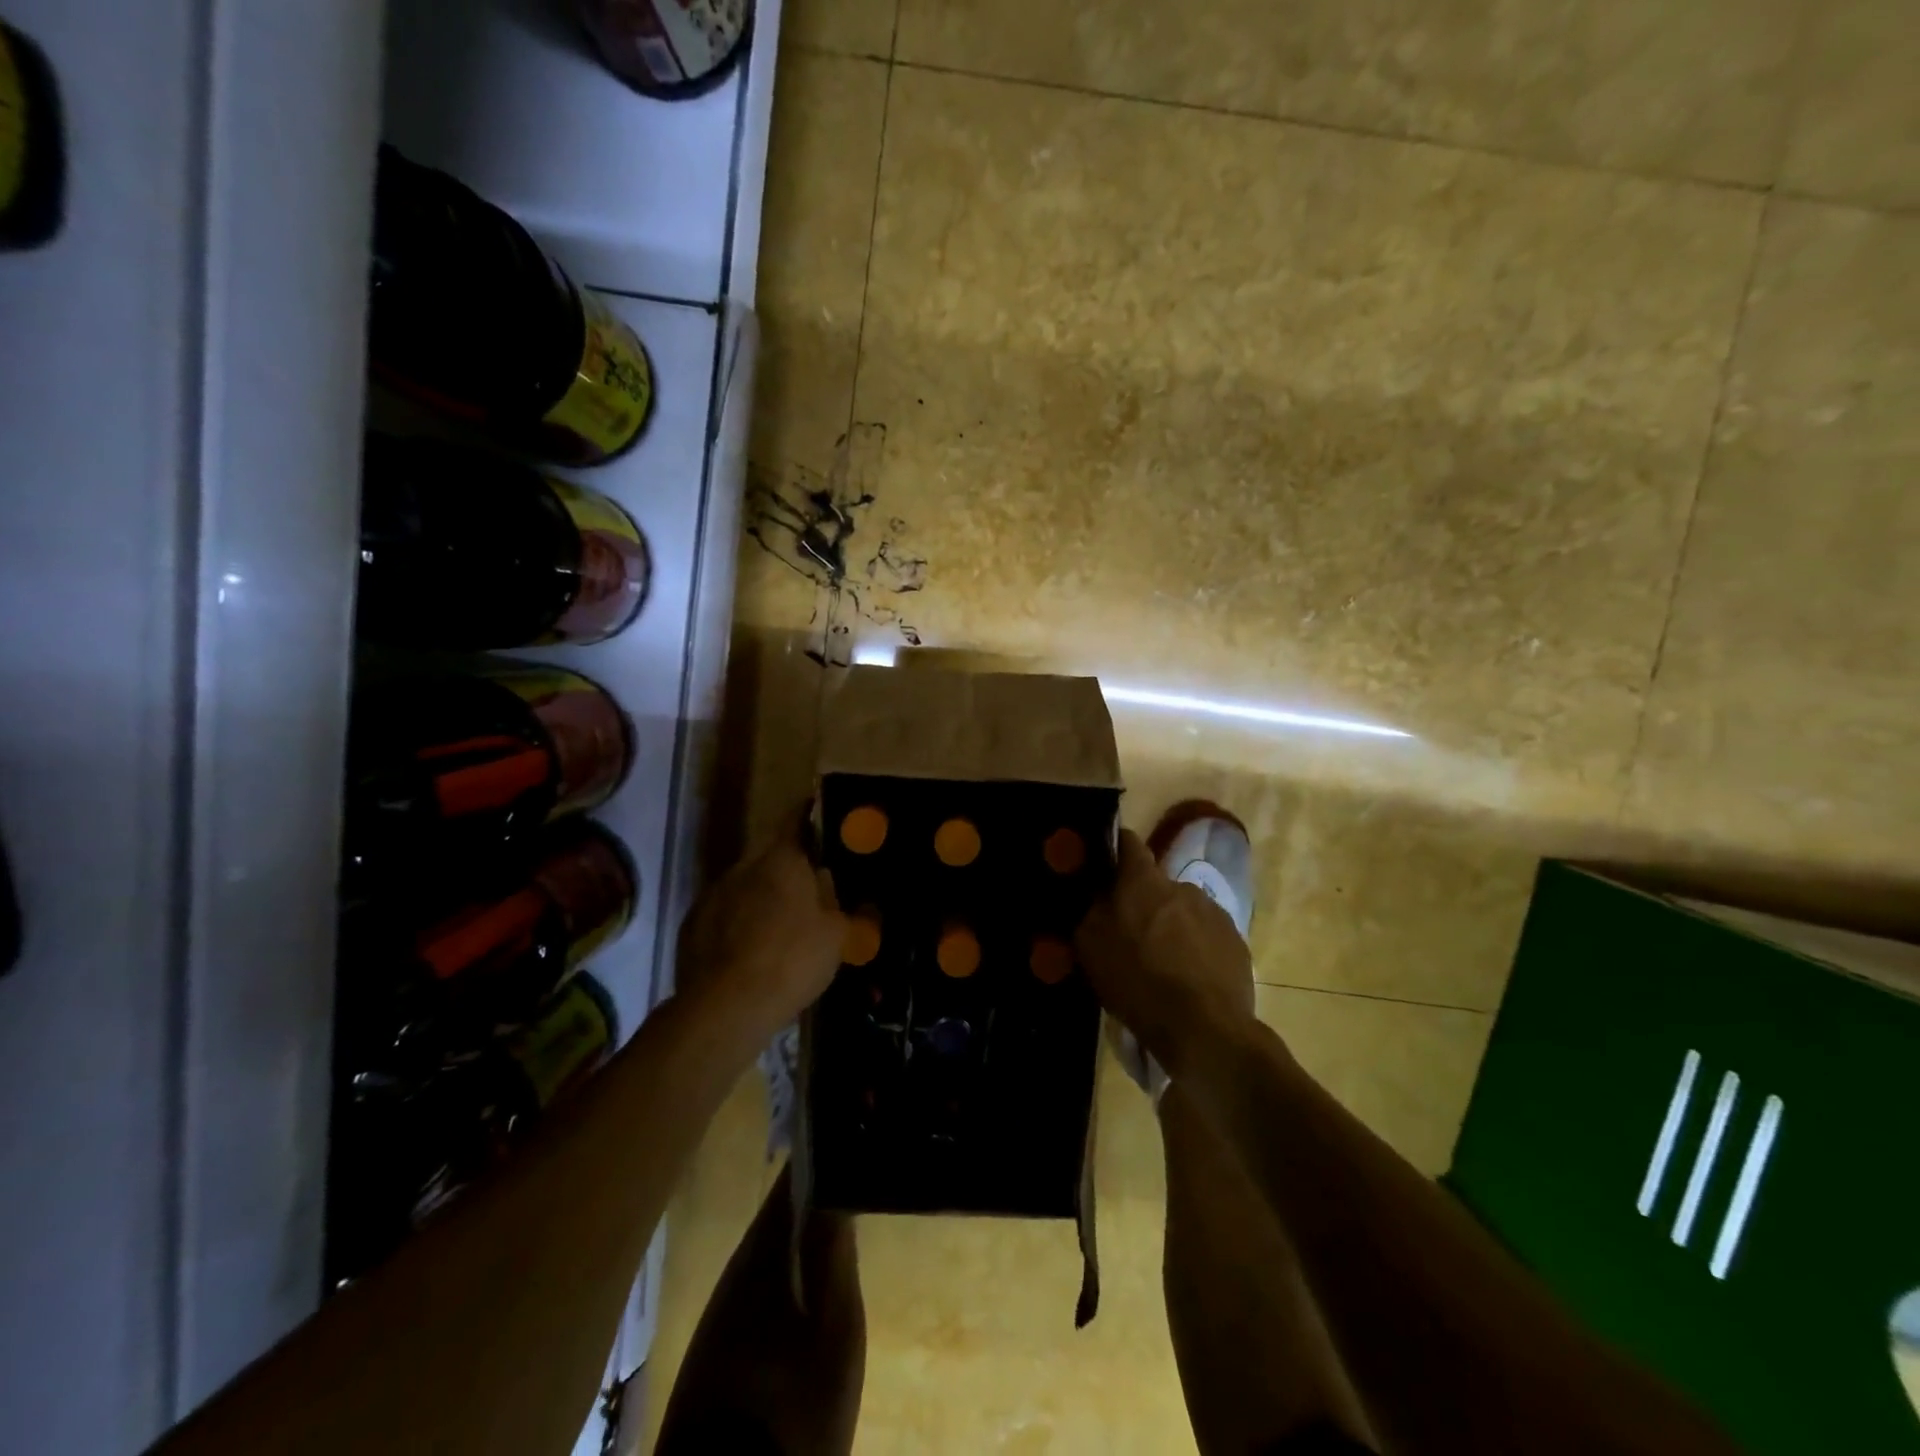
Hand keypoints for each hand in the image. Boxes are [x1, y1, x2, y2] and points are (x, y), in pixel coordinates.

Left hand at [676, 805, 845, 1045]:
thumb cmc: (792, 960)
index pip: (796, 820)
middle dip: (789, 868)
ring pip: (746, 884)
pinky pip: (724, 912)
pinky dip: (738, 922)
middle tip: (810, 889)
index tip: (822, 820)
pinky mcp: (693, 924)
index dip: (810, 817)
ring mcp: (714, 893)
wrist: (726, 1007)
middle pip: (771, 855)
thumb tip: (842, 888)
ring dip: (762, 896)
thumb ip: (843, 905)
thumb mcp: (837, 935)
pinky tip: (750, 949)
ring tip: (779, 926)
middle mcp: (744, 865)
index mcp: (782, 859)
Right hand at [1075, 829, 1259, 1076]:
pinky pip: (1207, 935)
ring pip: (1182, 910)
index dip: (1115, 849)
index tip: (1104, 865)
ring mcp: (1214, 912)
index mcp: (1143, 882)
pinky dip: (1196, 948)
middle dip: (1142, 901)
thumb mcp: (1091, 947)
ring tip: (1162, 962)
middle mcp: (1181, 885)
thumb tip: (1092, 892)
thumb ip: (1089, 910)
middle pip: (1155, 884)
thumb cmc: (1137, 982)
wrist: (1204, 1029)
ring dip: (1171, 925)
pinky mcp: (1236, 941)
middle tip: (1130, 933)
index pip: (1128, 842)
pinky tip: (1188, 978)